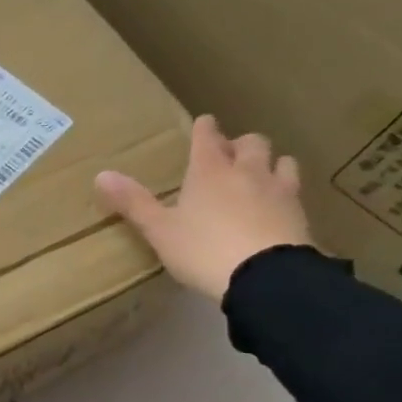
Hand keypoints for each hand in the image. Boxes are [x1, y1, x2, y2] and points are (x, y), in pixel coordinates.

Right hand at [95, 114, 314, 302]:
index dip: (204, 128)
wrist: (265, 277)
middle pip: (251, 143)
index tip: (204, 123)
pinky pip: (295, 193)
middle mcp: (247, 172)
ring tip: (261, 176)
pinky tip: (279, 208)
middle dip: (240, 145)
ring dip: (271, 164)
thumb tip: (101, 174)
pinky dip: (286, 194)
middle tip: (230, 156)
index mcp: (209, 171)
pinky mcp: (301, 215)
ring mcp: (279, 191)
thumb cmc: (204, 249)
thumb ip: (133, 202)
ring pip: (282, 162)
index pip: (207, 137)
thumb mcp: (160, 230)